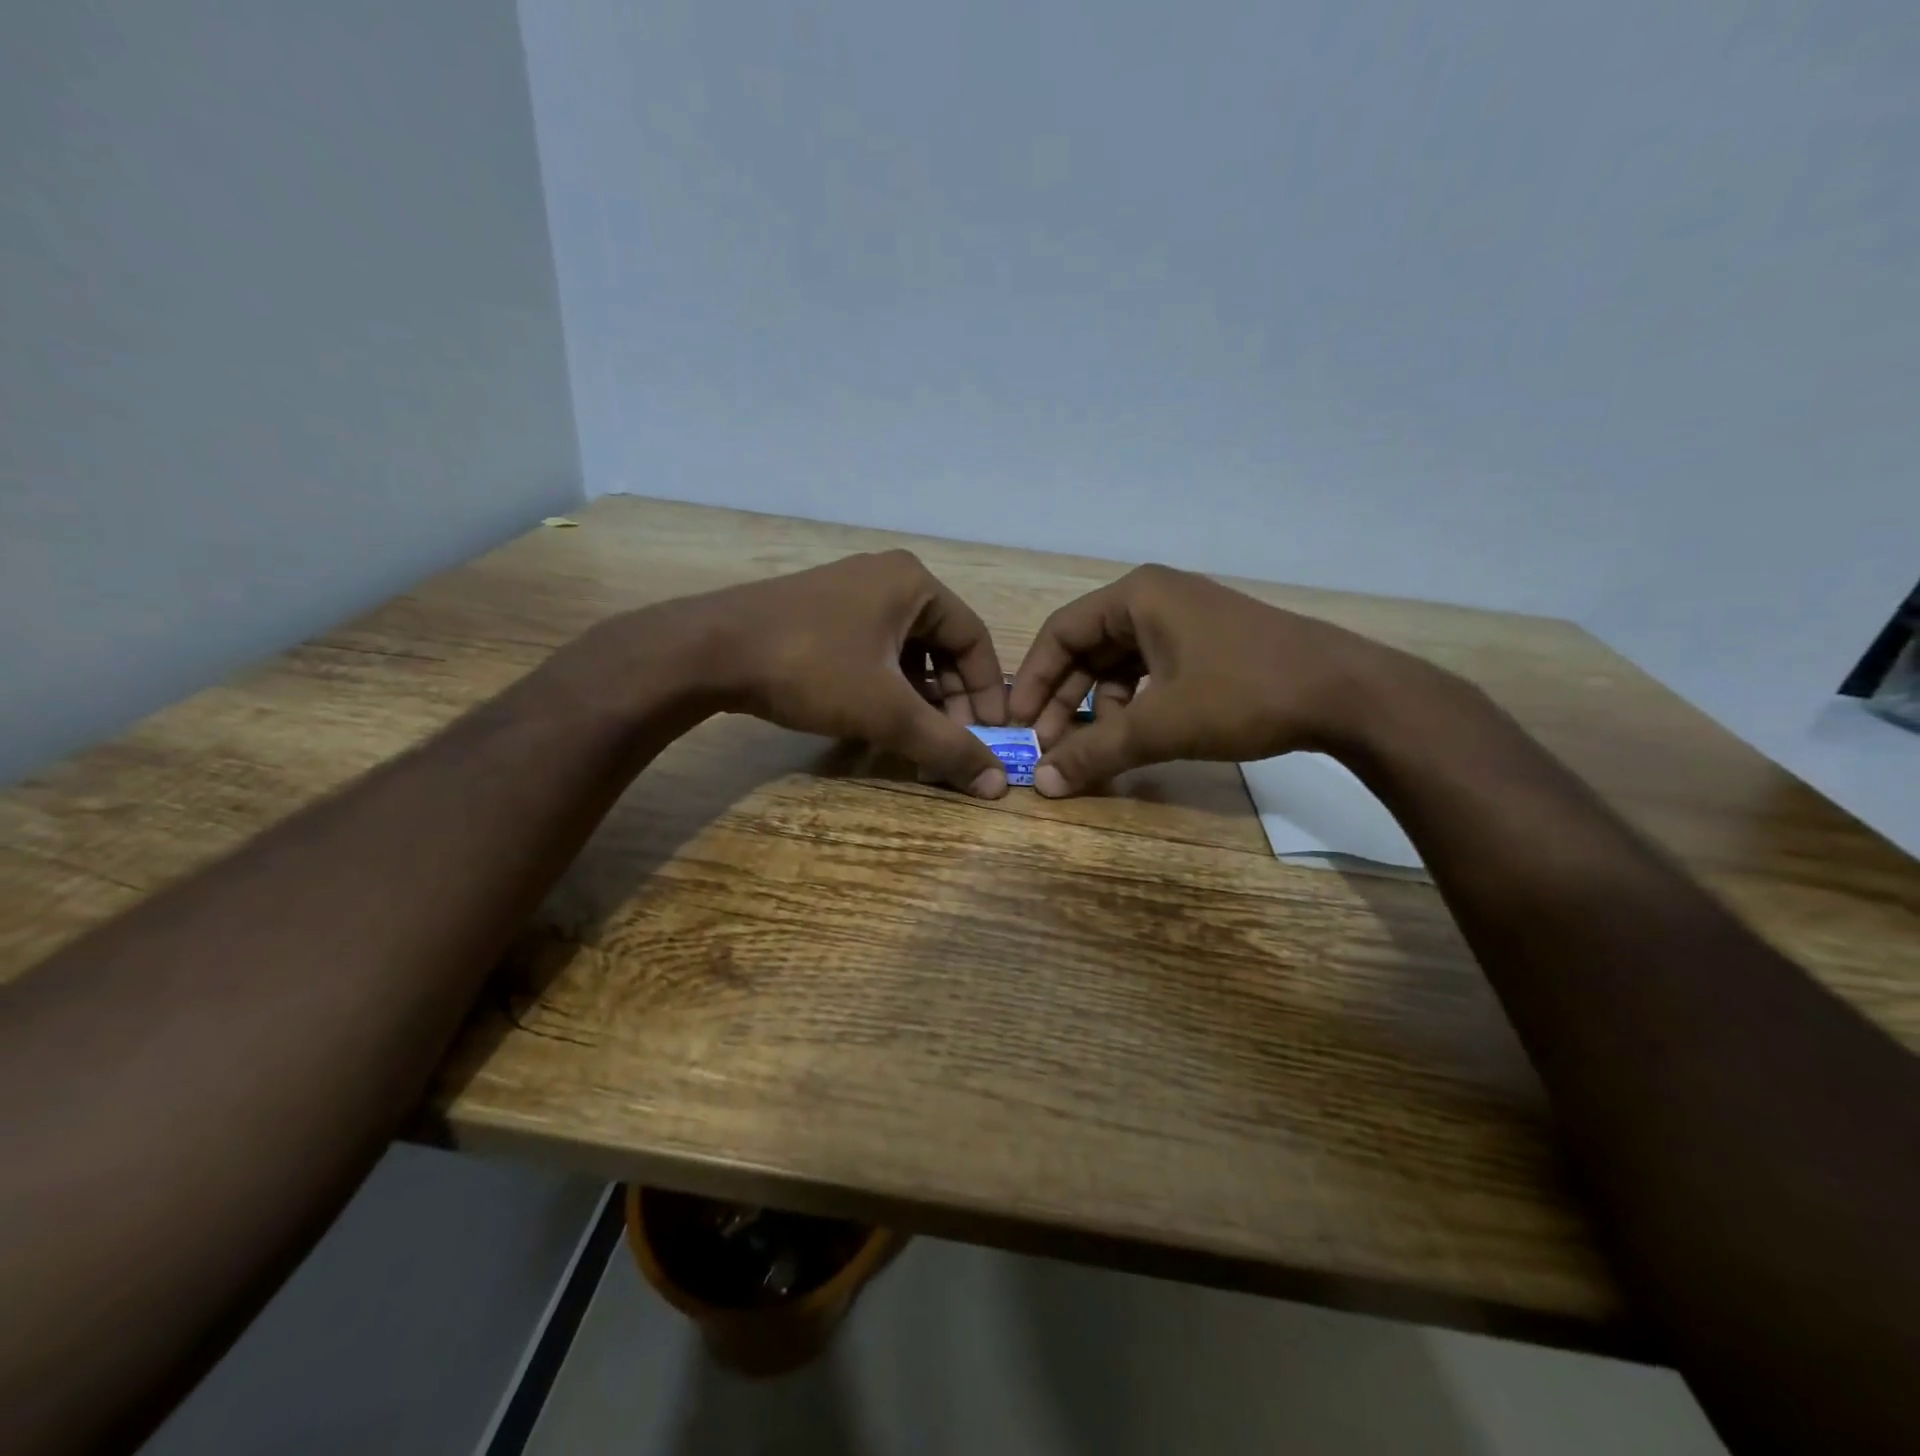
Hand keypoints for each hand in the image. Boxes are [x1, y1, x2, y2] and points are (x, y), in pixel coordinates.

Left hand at [665, 551, 1012, 796]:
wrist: (709, 650)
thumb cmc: (812, 668)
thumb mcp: (887, 711)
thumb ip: (945, 746)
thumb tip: (996, 785)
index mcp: (915, 584)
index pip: (975, 639)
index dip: (987, 692)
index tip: (989, 737)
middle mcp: (887, 579)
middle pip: (941, 645)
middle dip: (951, 700)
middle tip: (951, 743)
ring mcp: (849, 593)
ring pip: (905, 652)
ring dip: (918, 699)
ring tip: (916, 740)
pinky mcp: (819, 613)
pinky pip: (872, 651)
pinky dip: (885, 688)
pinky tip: (876, 722)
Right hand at [1008, 564, 1418, 796]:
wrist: (1348, 694)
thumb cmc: (1244, 694)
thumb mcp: (1161, 725)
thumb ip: (1096, 752)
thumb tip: (1041, 784)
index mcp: (1137, 596)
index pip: (1060, 632)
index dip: (1033, 680)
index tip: (1018, 725)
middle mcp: (1157, 598)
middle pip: (1088, 648)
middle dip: (1064, 698)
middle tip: (1049, 746)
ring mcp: (1186, 620)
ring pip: (1119, 664)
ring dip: (1098, 707)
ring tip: (1093, 749)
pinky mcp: (1209, 645)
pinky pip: (1151, 672)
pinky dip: (1134, 704)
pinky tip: (1135, 736)